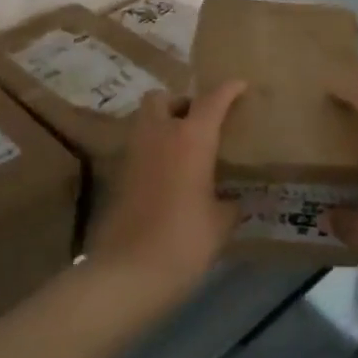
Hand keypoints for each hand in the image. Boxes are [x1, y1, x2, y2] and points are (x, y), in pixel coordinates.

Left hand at [85, 82, 246, 300]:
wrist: (129, 271)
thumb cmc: (184, 240)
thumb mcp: (220, 223)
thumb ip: (228, 204)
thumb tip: (231, 201)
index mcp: (191, 138)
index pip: (212, 100)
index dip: (228, 90)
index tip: (240, 85)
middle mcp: (160, 134)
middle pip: (163, 97)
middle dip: (181, 102)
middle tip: (199, 122)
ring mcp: (134, 152)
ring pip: (145, 119)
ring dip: (163, 123)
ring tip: (184, 148)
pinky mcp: (118, 174)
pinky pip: (138, 147)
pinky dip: (152, 150)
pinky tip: (168, 174)